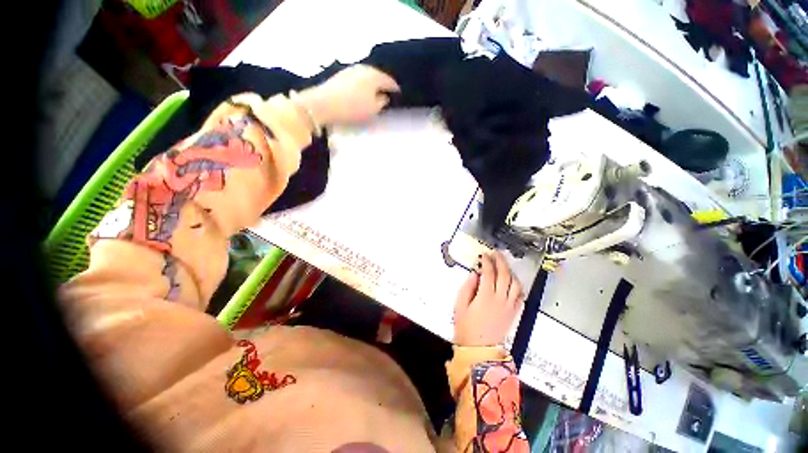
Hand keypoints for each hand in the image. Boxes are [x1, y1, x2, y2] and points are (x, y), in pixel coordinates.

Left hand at [296, 65, 399, 126]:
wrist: (323, 104)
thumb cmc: (353, 108)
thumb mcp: (373, 109)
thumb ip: (382, 102)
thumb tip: (384, 96)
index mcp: (374, 76)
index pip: (389, 81)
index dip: (395, 88)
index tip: (399, 94)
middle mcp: (363, 69)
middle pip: (377, 76)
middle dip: (383, 84)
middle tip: (388, 93)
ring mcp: (351, 70)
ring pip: (367, 76)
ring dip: (372, 84)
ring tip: (375, 93)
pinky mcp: (341, 75)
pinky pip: (357, 79)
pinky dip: (362, 85)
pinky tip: (361, 92)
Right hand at [453, 252, 523, 346]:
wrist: (479, 349)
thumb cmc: (466, 327)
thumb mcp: (460, 305)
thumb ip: (467, 287)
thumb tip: (474, 274)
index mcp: (486, 296)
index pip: (489, 273)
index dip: (487, 261)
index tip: (484, 255)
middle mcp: (500, 299)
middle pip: (504, 275)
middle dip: (500, 261)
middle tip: (496, 254)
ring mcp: (509, 306)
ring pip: (515, 284)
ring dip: (510, 272)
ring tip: (504, 266)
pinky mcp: (514, 313)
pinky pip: (520, 296)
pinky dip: (517, 286)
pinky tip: (512, 282)